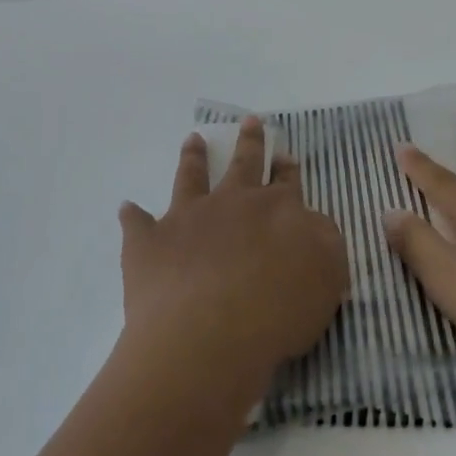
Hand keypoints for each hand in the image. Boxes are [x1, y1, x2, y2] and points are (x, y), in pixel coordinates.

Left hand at [118, 117, 348, 402]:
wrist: (210, 334)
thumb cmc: (278, 311)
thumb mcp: (328, 275)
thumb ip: (323, 241)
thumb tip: (308, 222)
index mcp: (277, 210)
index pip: (286, 182)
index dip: (286, 168)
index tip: (284, 154)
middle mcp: (232, 203)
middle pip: (243, 164)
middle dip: (249, 142)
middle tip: (249, 121)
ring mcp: (188, 218)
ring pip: (191, 177)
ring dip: (193, 157)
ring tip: (193, 139)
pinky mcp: (150, 244)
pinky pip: (137, 223)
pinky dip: (132, 215)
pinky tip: (127, 207)